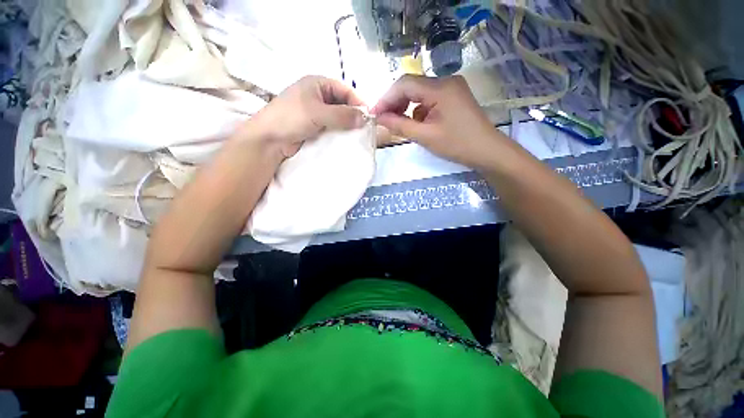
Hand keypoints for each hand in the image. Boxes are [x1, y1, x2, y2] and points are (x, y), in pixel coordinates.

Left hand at [238, 76, 366, 158]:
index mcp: (318, 84)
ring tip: (359, 135)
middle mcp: (319, 96)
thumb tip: (365, 118)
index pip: (345, 90)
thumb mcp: (318, 113)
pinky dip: (341, 132)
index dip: (358, 102)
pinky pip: (333, 127)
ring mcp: (318, 112)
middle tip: (365, 128)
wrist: (270, 139)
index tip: (369, 117)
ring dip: (348, 125)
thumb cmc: (291, 118)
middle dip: (354, 115)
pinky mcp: (316, 127)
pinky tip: (348, 139)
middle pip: (343, 103)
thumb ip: (342, 115)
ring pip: (339, 117)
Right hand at [371, 75, 503, 167]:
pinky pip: (429, 99)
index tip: (374, 114)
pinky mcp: (454, 97)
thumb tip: (380, 117)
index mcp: (440, 88)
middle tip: (384, 119)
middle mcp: (446, 81)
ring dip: (406, 106)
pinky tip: (417, 123)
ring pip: (420, 92)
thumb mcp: (425, 137)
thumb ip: (400, 125)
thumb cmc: (457, 145)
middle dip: (395, 102)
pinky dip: (419, 110)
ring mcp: (451, 88)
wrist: (487, 151)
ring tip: (399, 123)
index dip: (386, 98)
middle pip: (412, 85)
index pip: (405, 84)